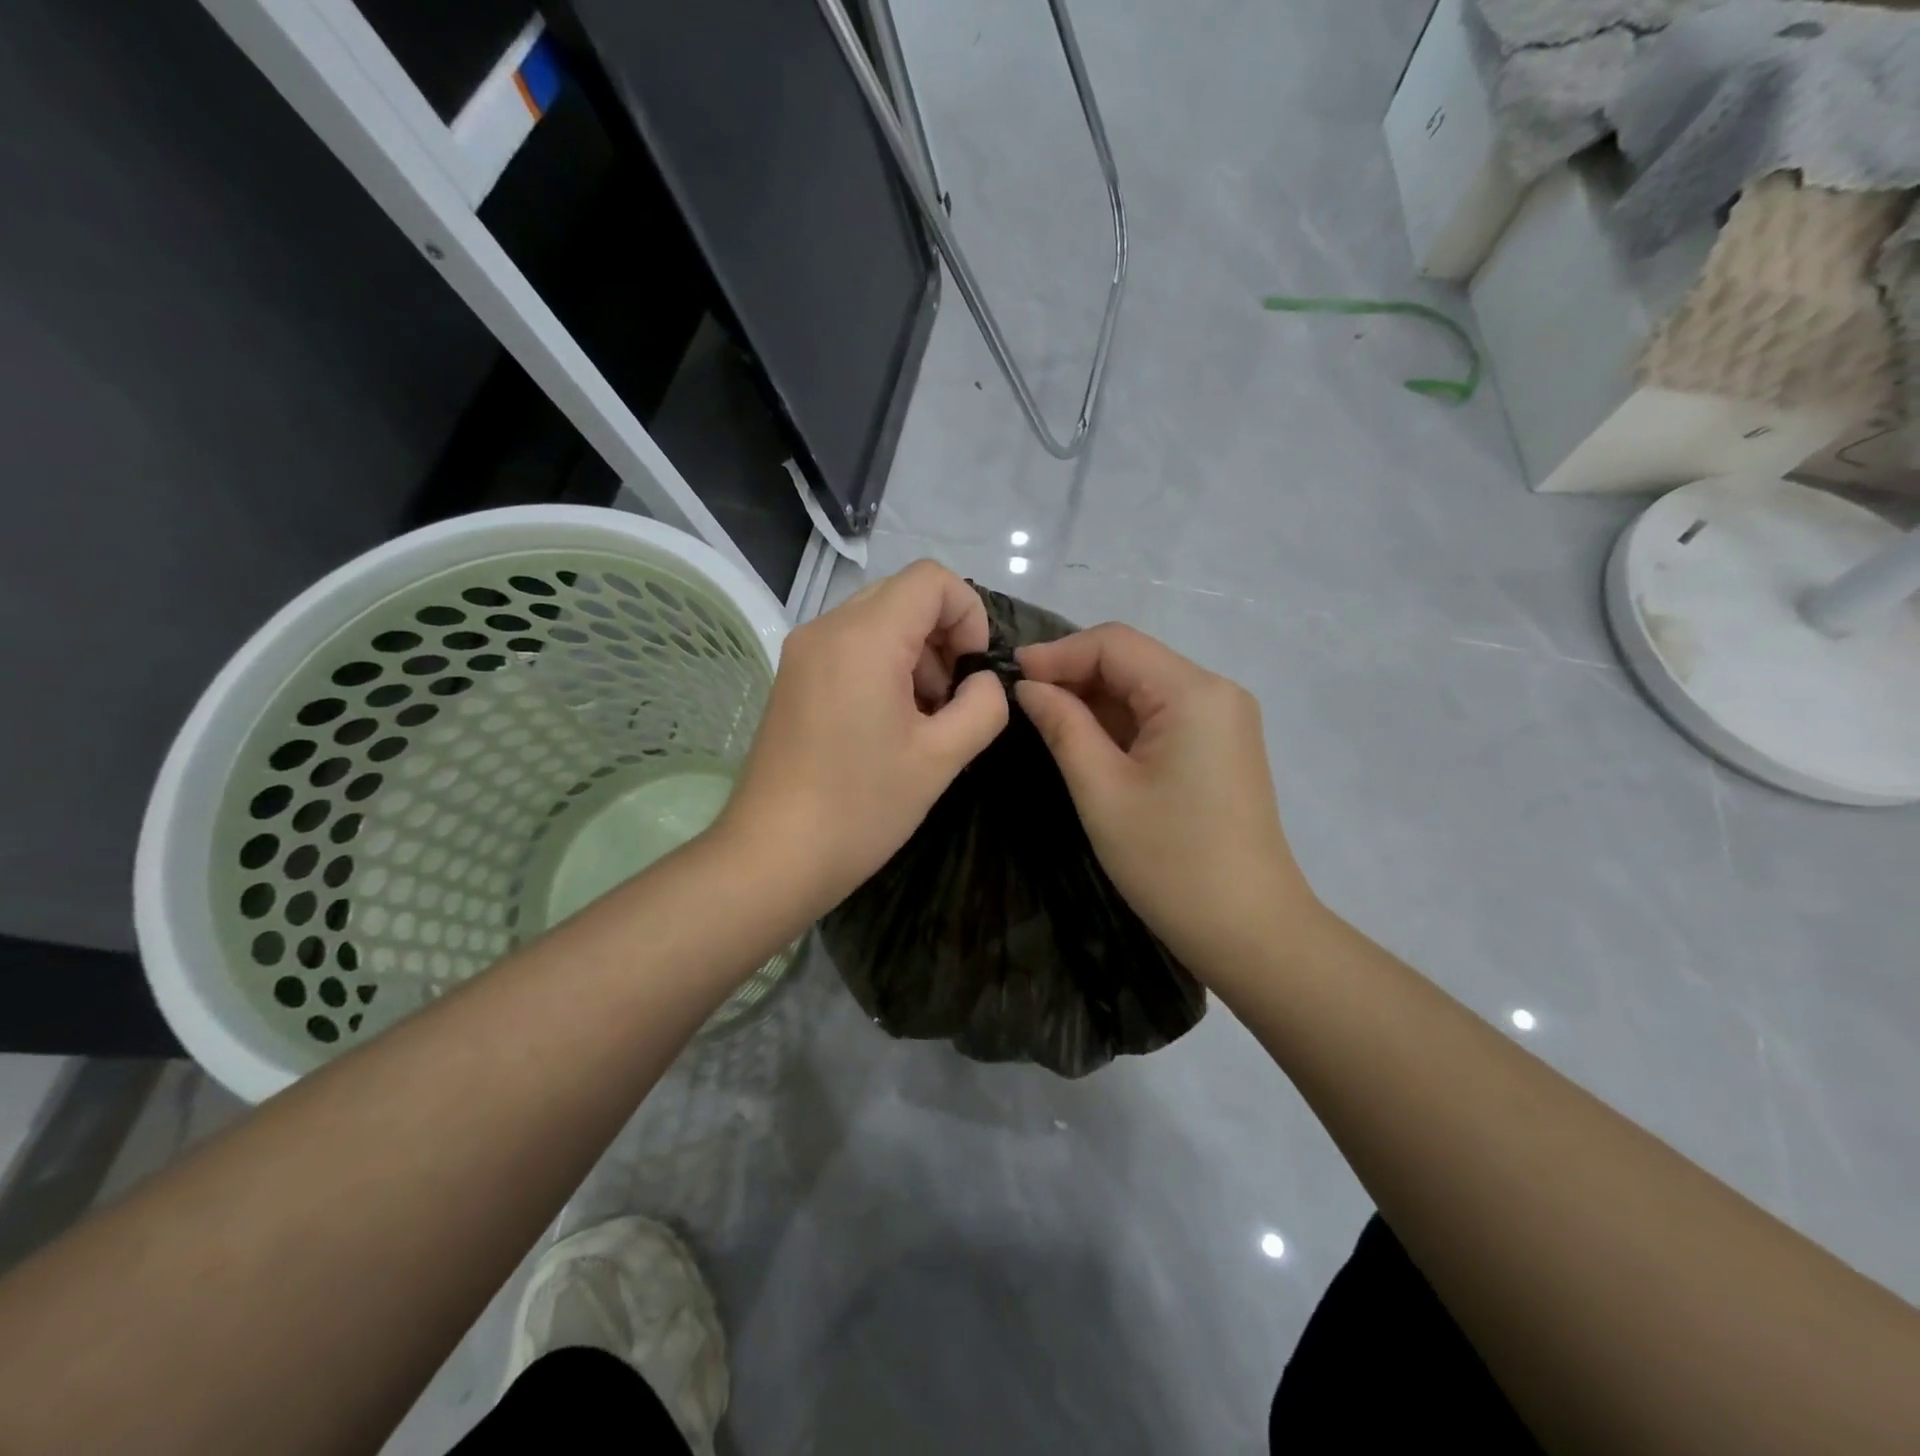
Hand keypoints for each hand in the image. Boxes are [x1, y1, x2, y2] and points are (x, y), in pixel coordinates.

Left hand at [716, 560, 1008, 917]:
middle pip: (904, 594)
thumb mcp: (941, 758)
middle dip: (943, 636)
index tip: (973, 671)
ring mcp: (803, 652)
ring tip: (924, 718)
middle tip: (952, 699)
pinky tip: (890, 723)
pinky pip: (851, 647)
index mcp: (863, 638)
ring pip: (878, 620)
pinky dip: (884, 667)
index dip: (969, 614)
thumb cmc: (861, 808)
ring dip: (916, 654)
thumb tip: (983, 682)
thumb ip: (982, 705)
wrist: (772, 858)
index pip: (931, 579)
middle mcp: (826, 628)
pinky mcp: (793, 678)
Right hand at [1014, 625, 1319, 977]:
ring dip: (1095, 698)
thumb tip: (1028, 686)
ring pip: (1145, 687)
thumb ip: (1063, 726)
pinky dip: (1121, 721)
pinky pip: (1162, 714)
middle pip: (1133, 660)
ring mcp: (1223, 719)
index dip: (1059, 653)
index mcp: (1193, 693)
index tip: (1010, 675)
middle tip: (1022, 701)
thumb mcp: (1102, 790)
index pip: (1115, 644)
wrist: (1249, 929)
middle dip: (1075, 674)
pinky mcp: (1220, 746)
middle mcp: (1216, 692)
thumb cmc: (1170, 861)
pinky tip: (1087, 739)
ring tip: (1045, 720)